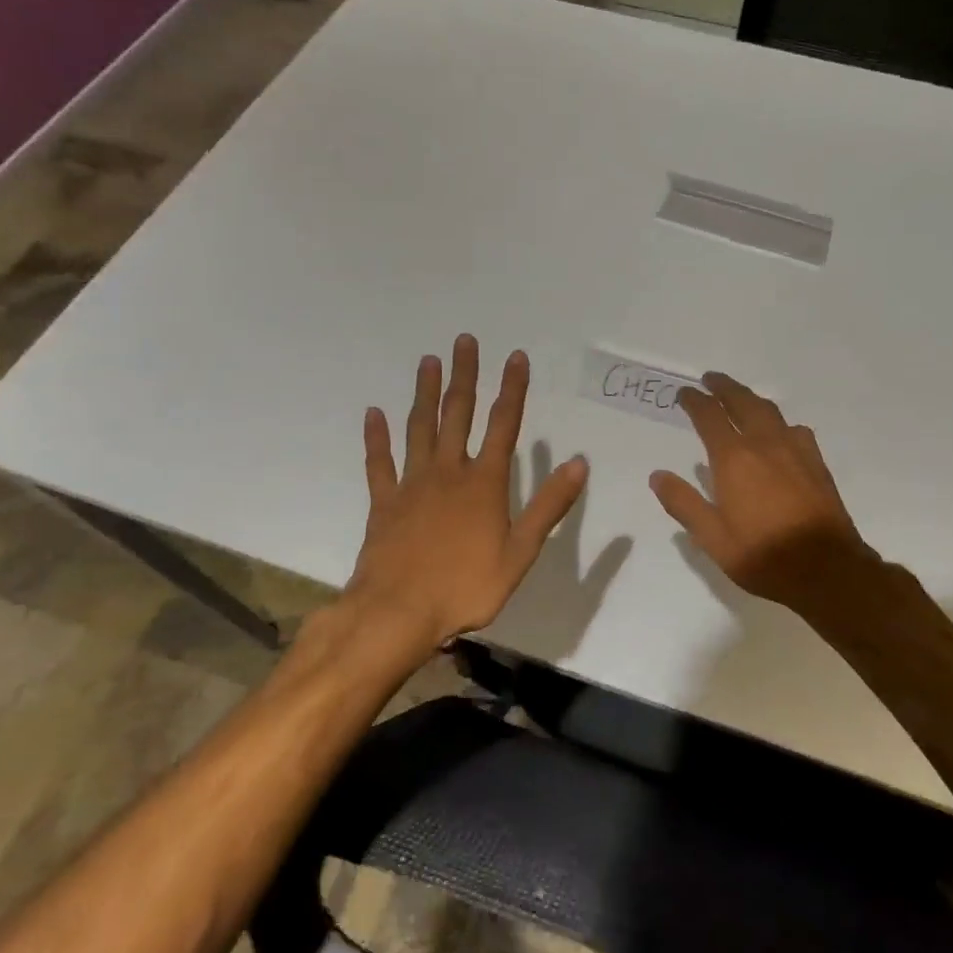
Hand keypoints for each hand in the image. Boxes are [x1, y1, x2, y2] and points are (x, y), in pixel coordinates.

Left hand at [348, 335, 588, 644]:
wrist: (399, 611)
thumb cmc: (466, 586)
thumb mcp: (521, 551)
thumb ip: (548, 506)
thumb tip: (578, 463)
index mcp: (484, 484)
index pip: (503, 425)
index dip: (512, 390)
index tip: (515, 356)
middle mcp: (448, 473)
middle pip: (457, 415)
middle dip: (465, 376)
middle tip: (464, 341)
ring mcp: (412, 485)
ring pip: (419, 428)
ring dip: (425, 394)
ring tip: (428, 362)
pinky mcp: (384, 503)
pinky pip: (379, 462)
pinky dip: (376, 437)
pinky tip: (374, 413)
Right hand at [649, 372, 875, 612]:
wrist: (826, 569)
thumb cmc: (763, 555)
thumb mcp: (712, 538)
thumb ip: (684, 503)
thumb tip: (658, 475)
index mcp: (734, 459)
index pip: (710, 417)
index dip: (695, 402)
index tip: (684, 393)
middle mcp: (765, 445)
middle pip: (743, 403)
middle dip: (724, 387)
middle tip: (711, 379)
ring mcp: (796, 451)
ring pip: (770, 412)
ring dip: (751, 399)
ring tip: (741, 398)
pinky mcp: (817, 464)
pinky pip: (795, 430)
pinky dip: (779, 422)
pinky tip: (780, 433)